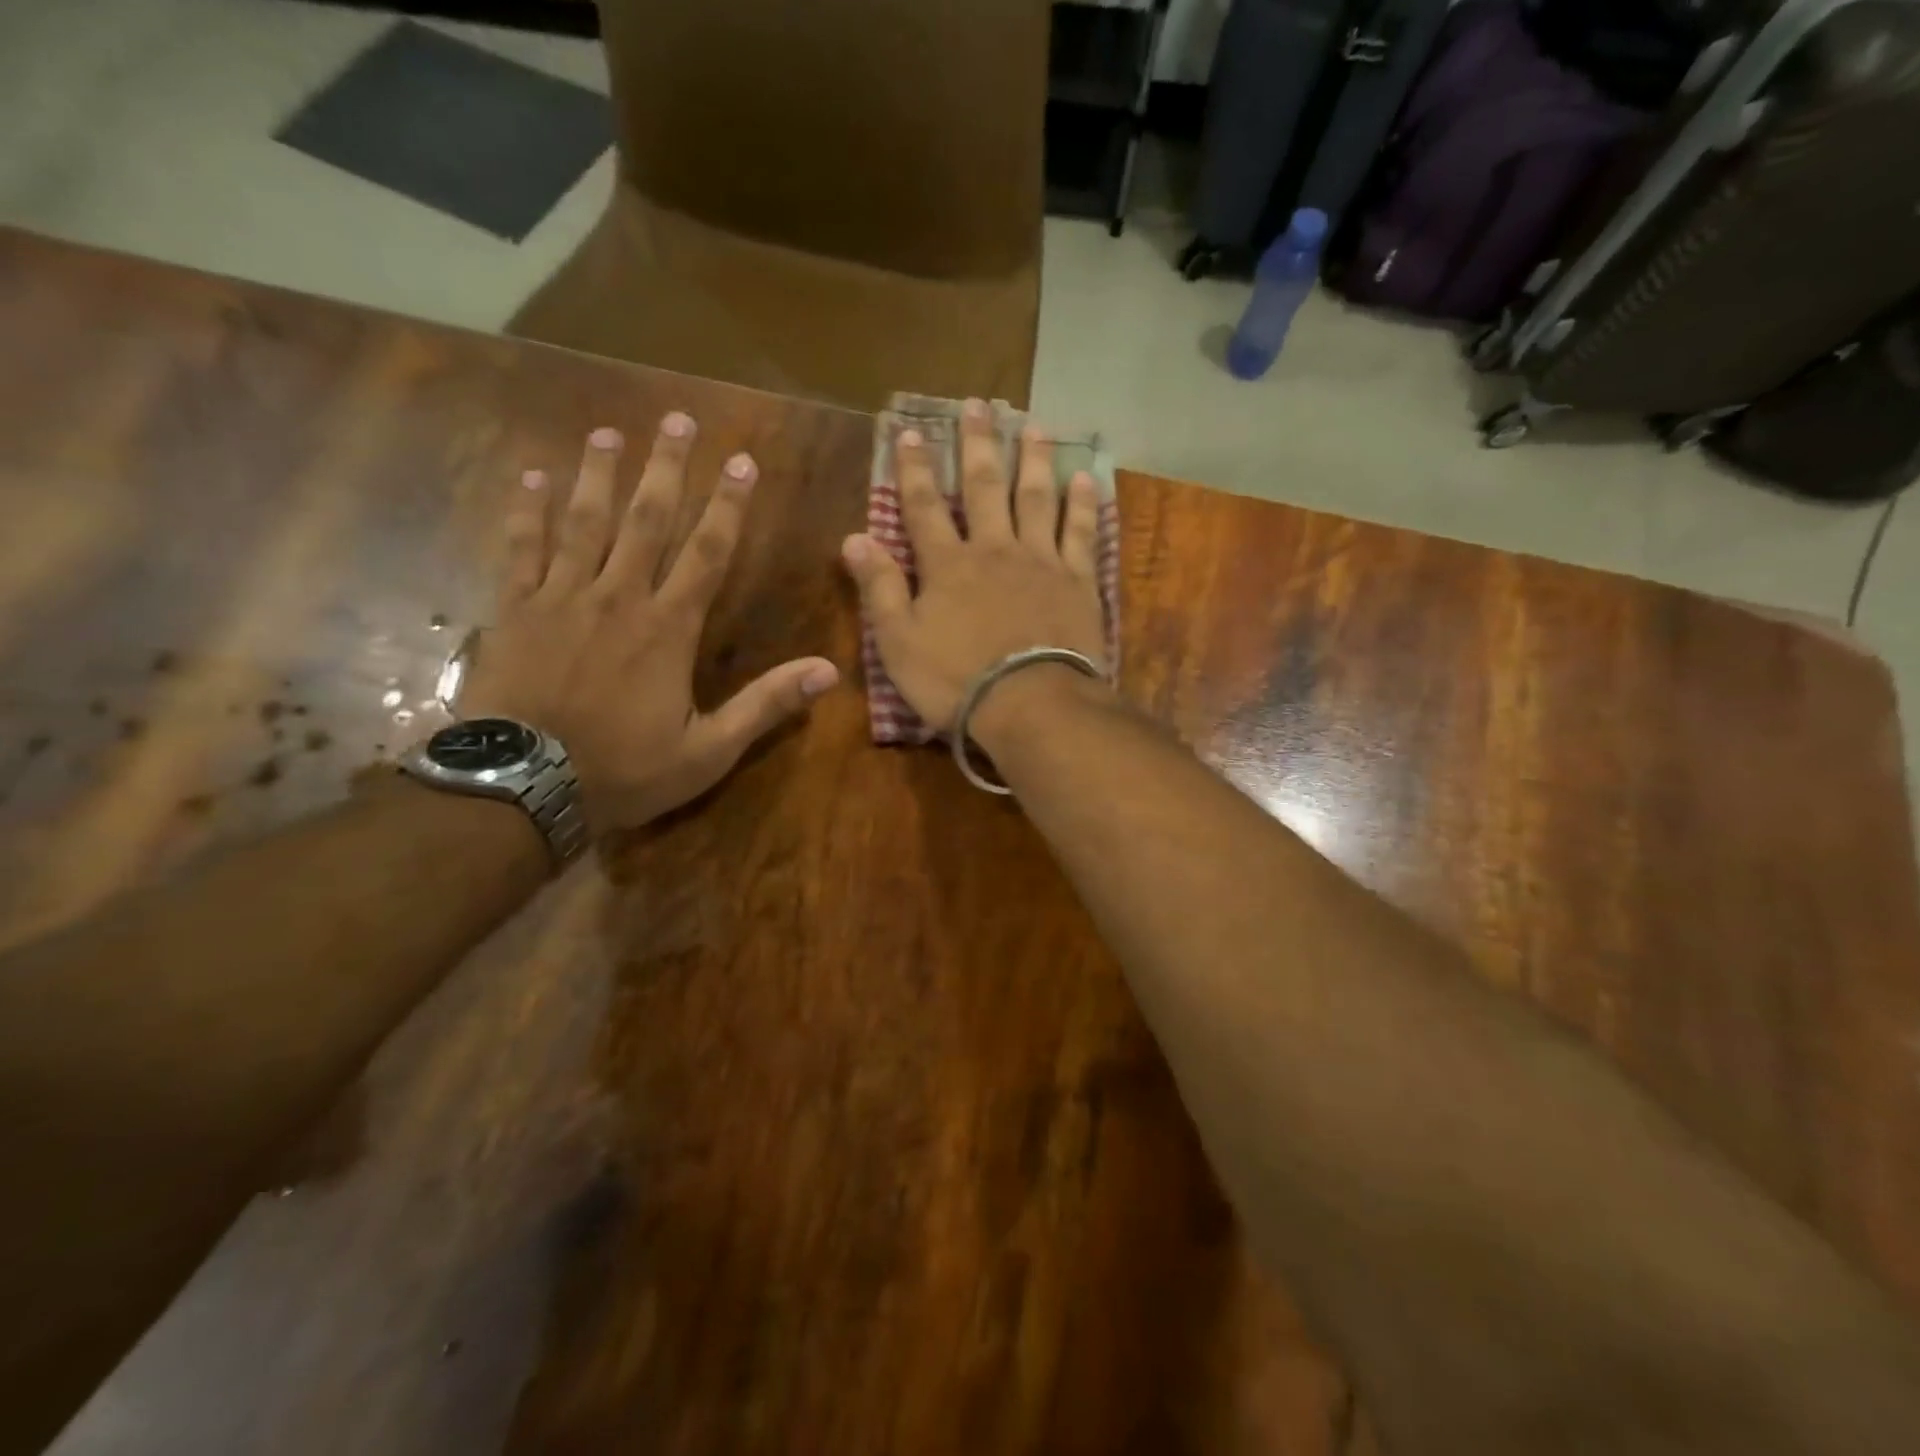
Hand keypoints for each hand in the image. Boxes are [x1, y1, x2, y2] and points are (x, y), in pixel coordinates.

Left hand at [461, 417, 838, 830]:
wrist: (522, 788)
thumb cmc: (624, 770)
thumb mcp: (710, 750)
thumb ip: (766, 704)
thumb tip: (829, 670)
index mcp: (667, 628)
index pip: (706, 552)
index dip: (727, 505)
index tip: (741, 461)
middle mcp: (618, 597)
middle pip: (646, 519)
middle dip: (666, 467)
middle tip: (677, 418)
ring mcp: (561, 598)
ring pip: (583, 521)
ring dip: (598, 473)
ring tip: (609, 431)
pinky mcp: (516, 610)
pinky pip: (522, 548)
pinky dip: (527, 510)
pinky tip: (531, 475)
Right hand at [840, 399, 1107, 733]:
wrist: (1031, 705)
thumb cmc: (957, 681)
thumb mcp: (899, 643)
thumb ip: (879, 589)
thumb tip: (854, 538)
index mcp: (948, 565)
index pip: (924, 506)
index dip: (915, 468)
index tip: (909, 431)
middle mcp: (995, 549)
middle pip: (985, 487)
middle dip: (978, 445)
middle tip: (978, 405)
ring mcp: (1041, 562)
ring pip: (1036, 498)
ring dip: (1033, 460)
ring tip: (1033, 426)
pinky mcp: (1078, 582)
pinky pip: (1082, 533)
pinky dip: (1083, 505)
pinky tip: (1085, 479)